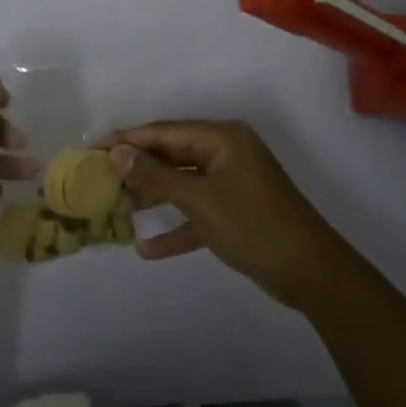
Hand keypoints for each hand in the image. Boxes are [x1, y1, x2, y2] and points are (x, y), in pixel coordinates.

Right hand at [102, 120, 349, 310]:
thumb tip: (116, 152)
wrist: (312, 274)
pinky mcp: (235, 212)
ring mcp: (232, 182)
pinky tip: (147, 248)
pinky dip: (176, 227)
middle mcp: (227, 152)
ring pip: (183, 183)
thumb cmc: (254, 226)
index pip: (164, 132)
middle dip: (137, 168)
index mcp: (222, 138)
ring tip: (115, 207)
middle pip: (172, 155)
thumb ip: (155, 176)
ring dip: (153, 197)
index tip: (92, 147)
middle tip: (98, 177)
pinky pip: (197, 212)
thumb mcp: (199, 200)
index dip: (127, 139)